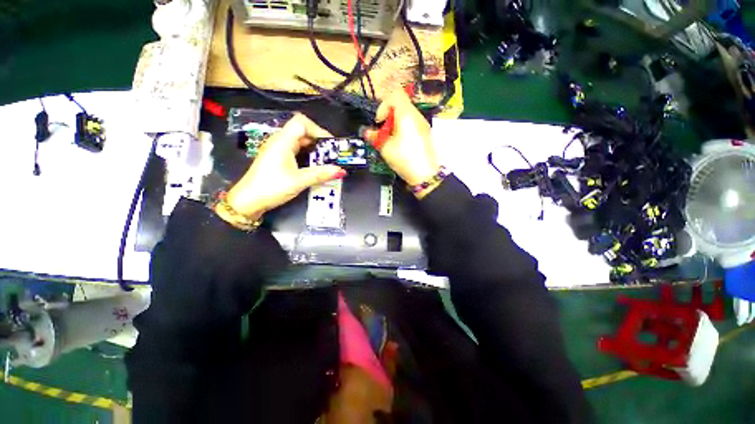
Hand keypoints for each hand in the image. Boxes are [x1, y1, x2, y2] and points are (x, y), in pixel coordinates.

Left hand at [222, 114, 345, 220]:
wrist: (248, 201)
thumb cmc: (271, 187)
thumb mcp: (299, 181)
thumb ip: (320, 174)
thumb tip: (341, 171)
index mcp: (282, 141)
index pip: (302, 123)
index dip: (318, 130)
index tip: (331, 144)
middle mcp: (279, 141)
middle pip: (302, 131)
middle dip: (319, 140)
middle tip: (332, 153)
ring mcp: (278, 149)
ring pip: (299, 141)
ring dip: (314, 148)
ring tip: (327, 160)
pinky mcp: (278, 158)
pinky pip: (296, 150)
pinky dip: (307, 154)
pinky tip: (315, 165)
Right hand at [363, 90, 439, 196]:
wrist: (426, 175)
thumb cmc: (405, 159)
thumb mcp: (386, 148)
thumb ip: (375, 137)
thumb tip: (366, 132)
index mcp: (406, 115)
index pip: (395, 95)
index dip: (383, 105)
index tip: (379, 122)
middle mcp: (417, 116)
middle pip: (400, 105)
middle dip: (388, 117)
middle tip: (383, 133)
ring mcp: (423, 125)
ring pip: (406, 116)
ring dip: (394, 124)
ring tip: (390, 141)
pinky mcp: (425, 134)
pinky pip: (412, 125)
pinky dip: (403, 130)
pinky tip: (400, 145)